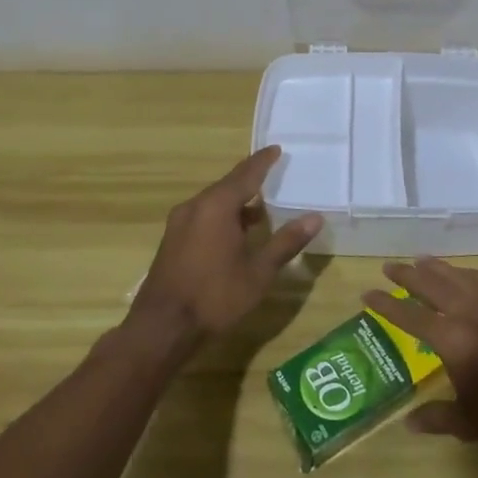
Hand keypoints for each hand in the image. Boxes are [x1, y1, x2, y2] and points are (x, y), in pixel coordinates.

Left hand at [133, 147, 321, 342]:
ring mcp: (180, 224)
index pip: (246, 174)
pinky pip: (203, 216)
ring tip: (261, 207)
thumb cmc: (215, 296)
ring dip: (237, 201)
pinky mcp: (173, 241)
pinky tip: (236, 231)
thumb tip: (315, 218)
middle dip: (250, 180)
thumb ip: (286, 242)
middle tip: (273, 175)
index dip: (263, 161)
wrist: (162, 328)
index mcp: (217, 206)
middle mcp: (195, 207)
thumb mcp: (258, 272)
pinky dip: (223, 215)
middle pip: (227, 185)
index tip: (276, 149)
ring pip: (214, 202)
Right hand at [364, 259, 477, 448]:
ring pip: (456, 275)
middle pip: (431, 284)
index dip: (386, 305)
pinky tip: (461, 275)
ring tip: (419, 261)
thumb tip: (408, 422)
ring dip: (435, 267)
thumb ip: (437, 417)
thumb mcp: (469, 423)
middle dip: (407, 275)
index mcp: (453, 340)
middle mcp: (469, 313)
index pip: (410, 317)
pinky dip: (465, 272)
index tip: (367, 293)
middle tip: (389, 267)